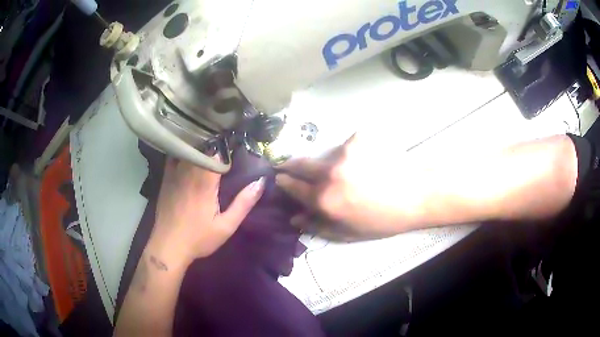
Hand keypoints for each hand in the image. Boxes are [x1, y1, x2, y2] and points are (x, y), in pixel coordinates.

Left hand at [150, 158, 264, 266]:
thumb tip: (260, 182)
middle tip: (224, 148)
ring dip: (200, 148)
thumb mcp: (226, 226)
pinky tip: (188, 155)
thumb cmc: (199, 238)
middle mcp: (189, 172)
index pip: (218, 152)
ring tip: (208, 149)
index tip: (235, 149)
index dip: (228, 149)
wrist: (169, 245)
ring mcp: (175, 174)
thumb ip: (243, 203)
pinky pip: (174, 157)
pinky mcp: (166, 178)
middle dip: (215, 147)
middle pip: (203, 148)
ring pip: (189, 150)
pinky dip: (183, 152)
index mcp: (206, 181)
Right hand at [275, 135, 417, 241]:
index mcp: (324, 199)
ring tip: (347, 171)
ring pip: (326, 155)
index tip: (280, 178)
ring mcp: (345, 152)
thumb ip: (318, 225)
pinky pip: (348, 145)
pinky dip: (352, 153)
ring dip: (328, 162)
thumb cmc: (382, 220)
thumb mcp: (349, 232)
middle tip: (289, 166)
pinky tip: (367, 161)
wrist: (416, 195)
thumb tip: (295, 218)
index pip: (293, 186)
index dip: (284, 182)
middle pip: (301, 164)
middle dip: (291, 165)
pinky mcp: (360, 139)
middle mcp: (329, 172)